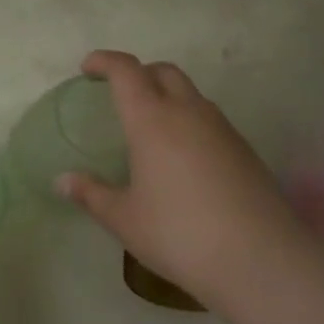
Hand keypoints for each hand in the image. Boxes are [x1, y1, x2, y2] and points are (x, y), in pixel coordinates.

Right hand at [59, 50, 301, 302]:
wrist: (261, 261)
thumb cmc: (179, 234)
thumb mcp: (124, 219)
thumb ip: (91, 194)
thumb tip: (62, 181)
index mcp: (152, 119)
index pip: (126, 70)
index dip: (105, 62)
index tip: (88, 69)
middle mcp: (188, 113)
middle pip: (163, 71)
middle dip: (139, 73)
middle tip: (120, 95)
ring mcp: (222, 130)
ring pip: (191, 94)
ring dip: (168, 96)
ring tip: (151, 129)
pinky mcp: (246, 151)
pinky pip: (210, 120)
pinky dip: (190, 122)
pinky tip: (183, 158)